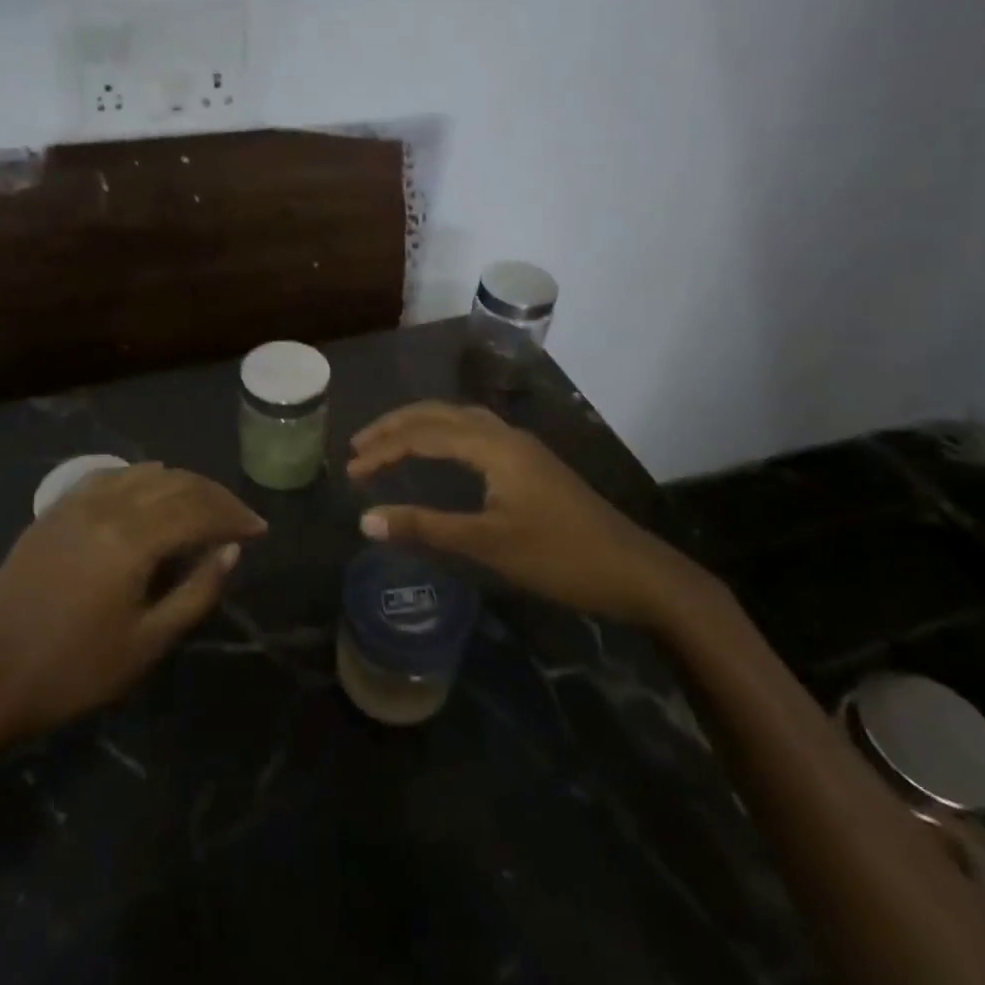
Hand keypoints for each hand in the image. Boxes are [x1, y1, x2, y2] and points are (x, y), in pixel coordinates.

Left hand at [0, 464, 266, 744]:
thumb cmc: (73, 672)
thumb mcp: (147, 643)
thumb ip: (197, 591)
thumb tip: (231, 550)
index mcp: (132, 539)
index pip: (199, 510)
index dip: (234, 516)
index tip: (260, 530)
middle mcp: (107, 506)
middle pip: (176, 483)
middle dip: (214, 496)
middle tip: (239, 517)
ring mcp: (75, 504)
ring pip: (143, 473)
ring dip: (181, 483)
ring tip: (203, 505)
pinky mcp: (54, 511)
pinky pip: (109, 477)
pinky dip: (141, 478)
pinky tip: (149, 491)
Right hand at [348, 402, 708, 624]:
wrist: (634, 570)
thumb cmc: (559, 557)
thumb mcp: (488, 544)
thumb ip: (426, 527)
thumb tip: (366, 520)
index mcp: (494, 447)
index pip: (424, 434)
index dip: (384, 449)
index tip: (350, 470)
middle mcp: (505, 435)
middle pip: (440, 413)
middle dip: (396, 425)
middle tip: (359, 445)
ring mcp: (521, 447)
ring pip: (459, 419)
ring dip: (421, 426)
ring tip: (388, 443)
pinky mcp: (530, 463)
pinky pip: (475, 432)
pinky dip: (443, 434)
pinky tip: (438, 453)